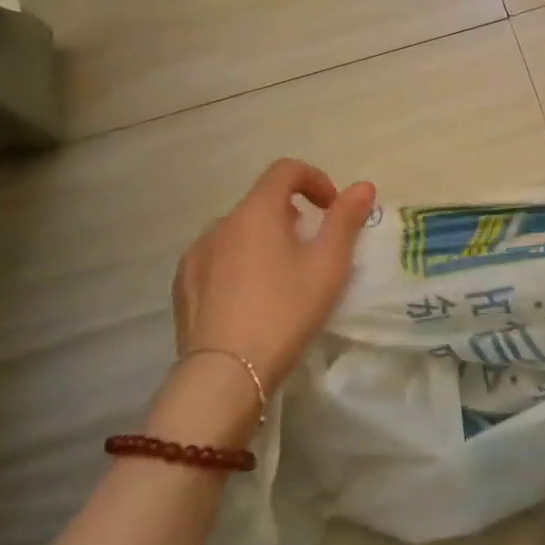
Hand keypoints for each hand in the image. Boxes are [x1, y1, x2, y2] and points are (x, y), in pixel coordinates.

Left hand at [171, 159, 376, 387]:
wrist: (225, 373)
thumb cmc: (286, 311)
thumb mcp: (329, 265)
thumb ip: (346, 220)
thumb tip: (362, 186)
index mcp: (256, 211)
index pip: (285, 170)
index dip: (315, 179)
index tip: (332, 208)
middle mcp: (220, 223)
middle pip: (261, 202)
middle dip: (291, 215)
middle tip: (312, 250)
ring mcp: (196, 254)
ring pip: (237, 232)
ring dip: (262, 240)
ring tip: (280, 278)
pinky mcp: (182, 285)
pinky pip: (216, 259)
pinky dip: (237, 264)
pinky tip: (249, 300)